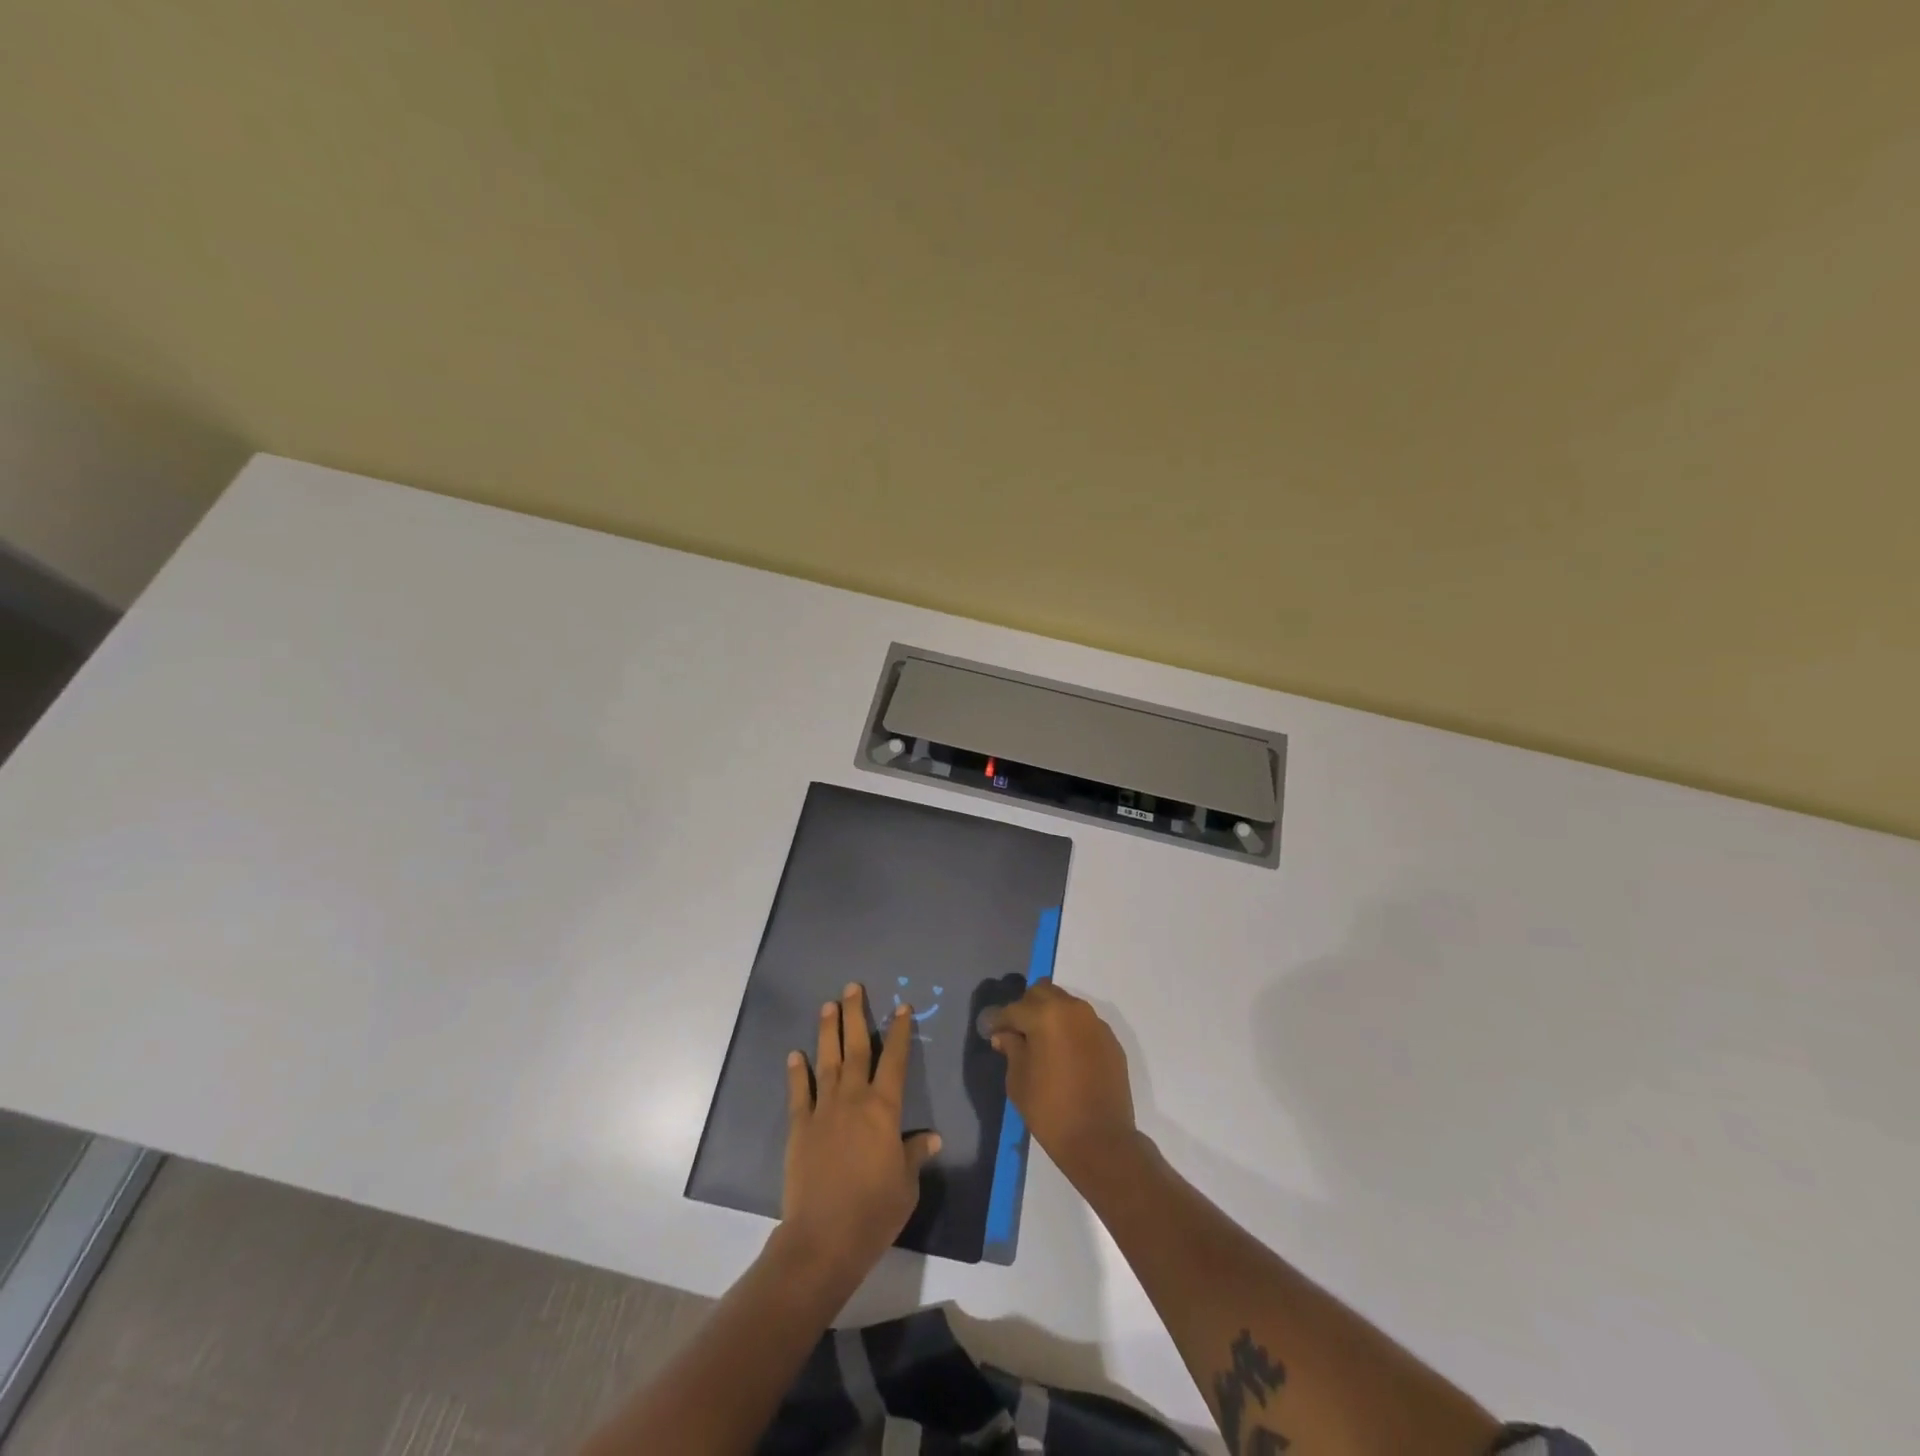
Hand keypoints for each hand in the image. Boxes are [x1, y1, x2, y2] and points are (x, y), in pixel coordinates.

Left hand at [781, 983, 940, 1284]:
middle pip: (856, 1048)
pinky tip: (795, 1055)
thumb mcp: (906, 1184)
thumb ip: (915, 1155)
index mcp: (884, 1109)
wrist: (824, 1237)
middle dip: (856, 1015)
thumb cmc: (875, 1211)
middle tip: (852, 987)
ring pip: (827, 1061)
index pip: (894, 1060)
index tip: (901, 1007)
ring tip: (828, 1005)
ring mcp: (823, 1111)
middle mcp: (854, 1099)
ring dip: (828, 1031)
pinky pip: (799, 1093)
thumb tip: (930, 1138)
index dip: (899, 1032)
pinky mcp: (799, 1128)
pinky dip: (797, 1072)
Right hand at [986, 983, 1136, 1183]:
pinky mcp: (1110, 1040)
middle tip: (1017, 1032)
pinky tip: (1065, 1054)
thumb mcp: (1018, 1080)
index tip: (989, 1030)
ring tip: (1041, 1042)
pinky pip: (1084, 1024)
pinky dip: (1070, 1030)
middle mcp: (1072, 1009)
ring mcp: (1095, 1023)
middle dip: (1026, 1007)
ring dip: (1050, 1015)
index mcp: (1046, 1015)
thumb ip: (1011, 1048)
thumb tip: (1005, 1034)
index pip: (1013, 1009)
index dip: (997, 1020)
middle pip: (1042, 993)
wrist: (1101, 1140)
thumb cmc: (1050, 1111)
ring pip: (1066, 1004)